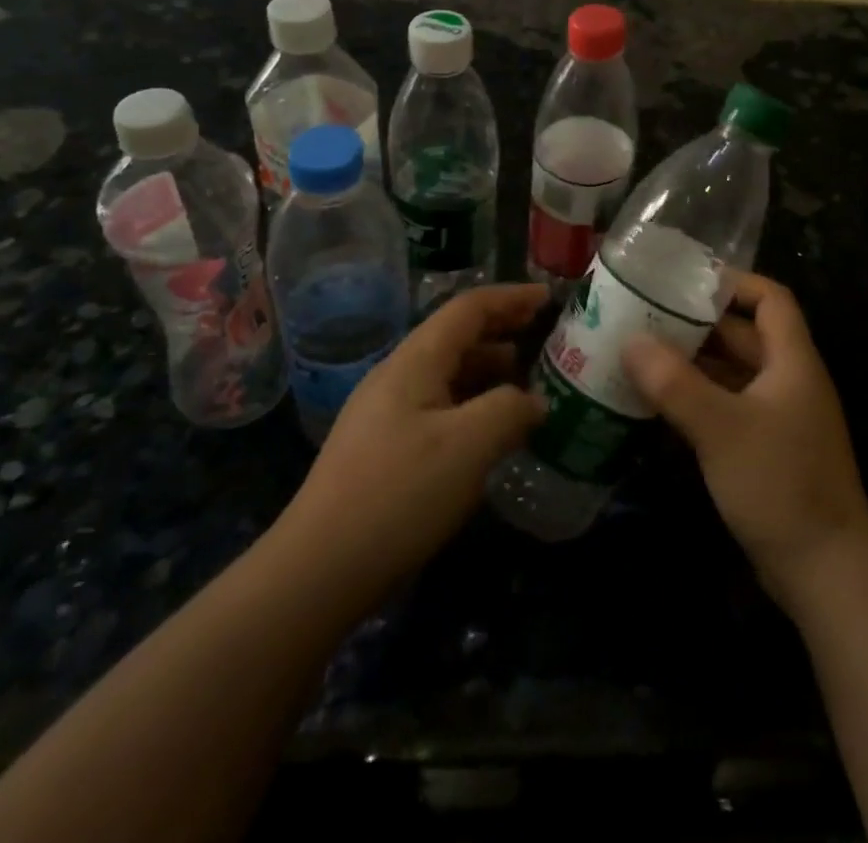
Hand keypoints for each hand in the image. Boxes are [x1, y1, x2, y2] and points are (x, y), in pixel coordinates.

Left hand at [275, 284, 548, 613]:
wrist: (317, 570)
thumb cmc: (399, 494)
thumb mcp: (468, 446)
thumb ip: (510, 409)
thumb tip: (536, 401)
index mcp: (415, 360)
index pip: (469, 308)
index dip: (511, 297)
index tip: (549, 297)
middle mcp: (398, 376)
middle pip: (456, 336)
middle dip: (503, 331)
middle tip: (545, 337)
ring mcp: (386, 413)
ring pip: (447, 374)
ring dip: (489, 371)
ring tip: (529, 384)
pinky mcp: (384, 448)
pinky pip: (439, 407)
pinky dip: (473, 404)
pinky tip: (491, 432)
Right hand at [621, 273, 867, 611]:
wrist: (826, 571)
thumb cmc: (779, 483)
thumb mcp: (721, 428)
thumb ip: (674, 382)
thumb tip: (630, 341)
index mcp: (792, 361)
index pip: (771, 298)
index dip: (734, 282)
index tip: (685, 280)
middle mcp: (788, 380)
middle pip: (745, 334)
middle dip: (698, 323)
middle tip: (646, 315)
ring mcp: (779, 417)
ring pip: (733, 373)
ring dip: (694, 363)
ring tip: (642, 352)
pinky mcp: (766, 449)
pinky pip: (728, 406)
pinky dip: (698, 398)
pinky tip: (659, 402)